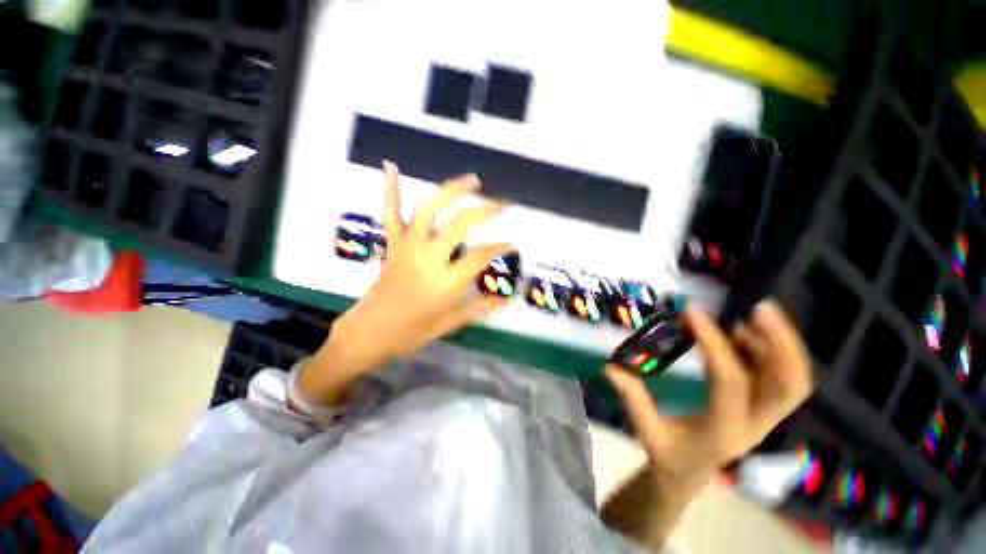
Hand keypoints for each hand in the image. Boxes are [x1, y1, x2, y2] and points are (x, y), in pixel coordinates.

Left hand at [327, 162, 512, 371]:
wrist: (369, 333)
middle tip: (501, 205)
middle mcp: (428, 259)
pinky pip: (390, 214)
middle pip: (459, 225)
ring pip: (428, 211)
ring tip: (472, 180)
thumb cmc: (412, 332)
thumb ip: (480, 308)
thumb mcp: (451, 323)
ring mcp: (407, 248)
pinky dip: (391, 189)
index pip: (480, 255)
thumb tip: (505, 299)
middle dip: (484, 211)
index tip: (512, 242)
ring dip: (451, 191)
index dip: (500, 247)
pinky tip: (391, 166)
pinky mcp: (392, 245)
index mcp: (445, 283)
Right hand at [605, 301, 813, 500]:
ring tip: (756, 314)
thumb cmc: (668, 455)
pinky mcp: (762, 408)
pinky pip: (779, 378)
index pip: (729, 382)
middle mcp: (755, 424)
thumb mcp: (647, 432)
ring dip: (781, 343)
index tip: (693, 313)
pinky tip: (746, 334)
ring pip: (792, 380)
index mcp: (723, 430)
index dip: (715, 345)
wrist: (689, 474)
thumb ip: (633, 399)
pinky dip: (772, 352)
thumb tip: (611, 367)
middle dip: (781, 344)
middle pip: (789, 385)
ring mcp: (764, 417)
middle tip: (759, 309)